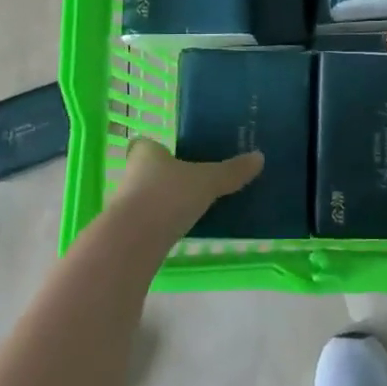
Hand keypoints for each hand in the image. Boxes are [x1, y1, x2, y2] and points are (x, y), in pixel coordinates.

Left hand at [111, 137, 261, 240]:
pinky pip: (150, 222)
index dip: (159, 148)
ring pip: (148, 197)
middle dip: (168, 176)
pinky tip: (184, 231)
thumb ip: (231, 171)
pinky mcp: (128, 232)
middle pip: (149, 171)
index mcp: (146, 152)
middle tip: (195, 181)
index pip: (145, 144)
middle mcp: (131, 174)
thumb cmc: (167, 196)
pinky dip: (164, 225)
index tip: (178, 155)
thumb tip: (259, 157)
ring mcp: (127, 204)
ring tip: (195, 207)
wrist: (133, 241)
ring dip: (166, 202)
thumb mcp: (207, 181)